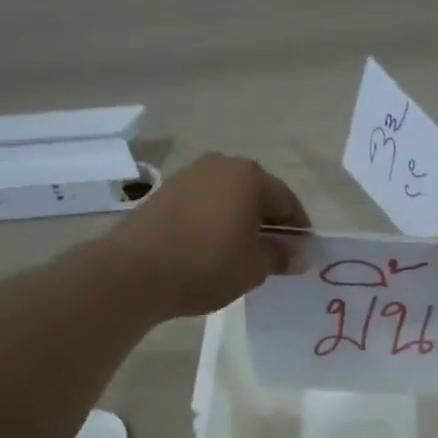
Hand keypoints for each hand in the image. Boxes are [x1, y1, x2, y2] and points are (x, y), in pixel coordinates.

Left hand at [104, 154, 309, 319]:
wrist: (135, 272)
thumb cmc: (207, 264)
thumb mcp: (254, 266)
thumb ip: (280, 256)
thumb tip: (299, 255)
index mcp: (249, 177)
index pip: (287, 200)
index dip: (299, 229)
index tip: (302, 253)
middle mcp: (220, 166)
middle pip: (257, 194)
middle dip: (269, 223)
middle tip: (275, 254)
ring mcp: (189, 176)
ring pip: (228, 198)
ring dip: (241, 221)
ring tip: (243, 254)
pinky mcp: (165, 193)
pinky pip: (204, 205)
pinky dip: (215, 222)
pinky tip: (213, 249)